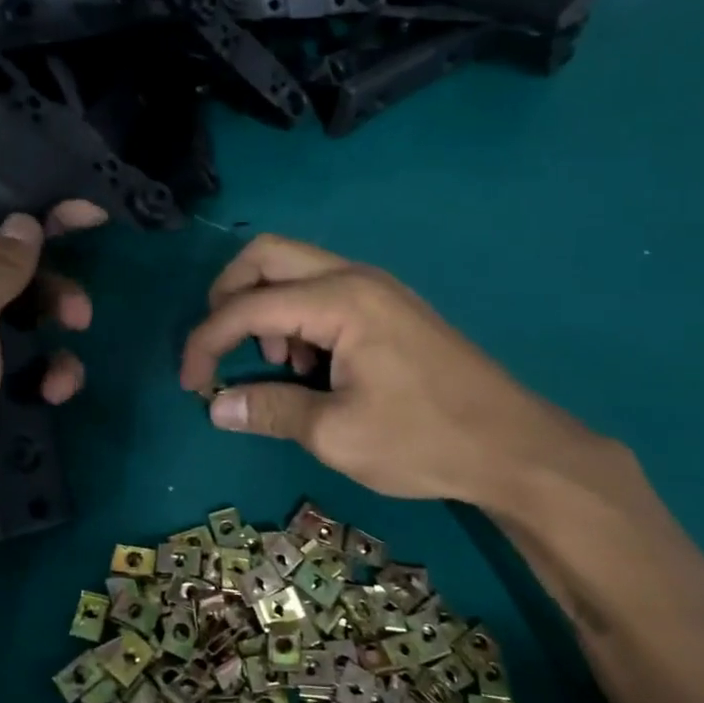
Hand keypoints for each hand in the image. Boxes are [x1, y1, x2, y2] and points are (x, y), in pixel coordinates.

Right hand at [179, 234, 612, 513]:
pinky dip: (297, 318)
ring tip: (279, 367)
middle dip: (228, 296)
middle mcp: (355, 277)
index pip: (248, 305)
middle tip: (221, 347)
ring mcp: (376, 288)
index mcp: (341, 299)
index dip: (206, 341)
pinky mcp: (387, 307)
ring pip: (294, 270)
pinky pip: (322, 292)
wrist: (513, 446)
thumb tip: (215, 405)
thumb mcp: (335, 434)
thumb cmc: (423, 440)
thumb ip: (269, 410)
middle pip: (266, 255)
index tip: (190, 384)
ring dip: (265, 308)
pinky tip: (313, 368)